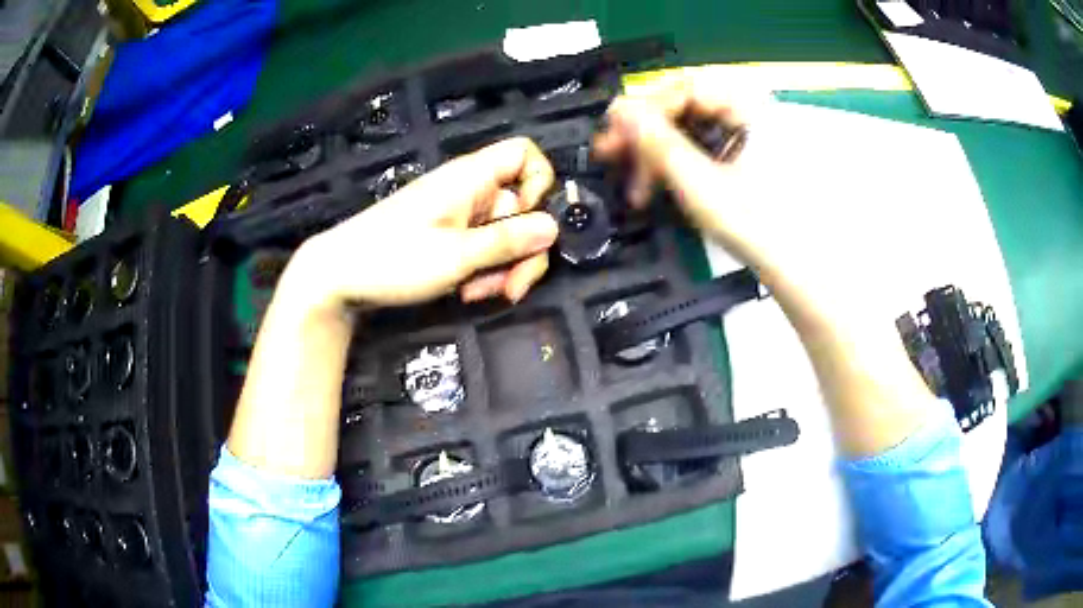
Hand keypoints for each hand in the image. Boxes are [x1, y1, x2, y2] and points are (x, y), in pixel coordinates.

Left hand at [286, 137, 558, 310]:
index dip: (540, 183)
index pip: (525, 154)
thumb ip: (508, 240)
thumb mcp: (456, 255)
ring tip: (476, 294)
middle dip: (523, 250)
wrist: (339, 276)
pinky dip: (483, 271)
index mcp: (472, 177)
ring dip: (502, 268)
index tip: (531, 221)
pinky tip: (466, 293)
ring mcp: (460, 215)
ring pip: (505, 235)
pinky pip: (483, 249)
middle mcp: (470, 191)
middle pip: (523, 207)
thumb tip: (554, 227)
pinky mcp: (449, 237)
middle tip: (511, 288)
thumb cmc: (393, 258)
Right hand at [593, 75, 775, 272]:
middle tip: (612, 156)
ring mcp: (742, 132)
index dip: (644, 109)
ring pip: (685, 125)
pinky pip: (695, 142)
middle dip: (645, 132)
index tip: (615, 136)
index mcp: (748, 108)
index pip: (683, 89)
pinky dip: (672, 159)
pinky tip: (655, 181)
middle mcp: (746, 110)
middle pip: (682, 105)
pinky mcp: (737, 152)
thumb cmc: (756, 226)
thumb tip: (619, 109)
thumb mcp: (701, 183)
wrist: (791, 265)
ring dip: (653, 149)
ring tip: (635, 182)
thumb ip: (658, 142)